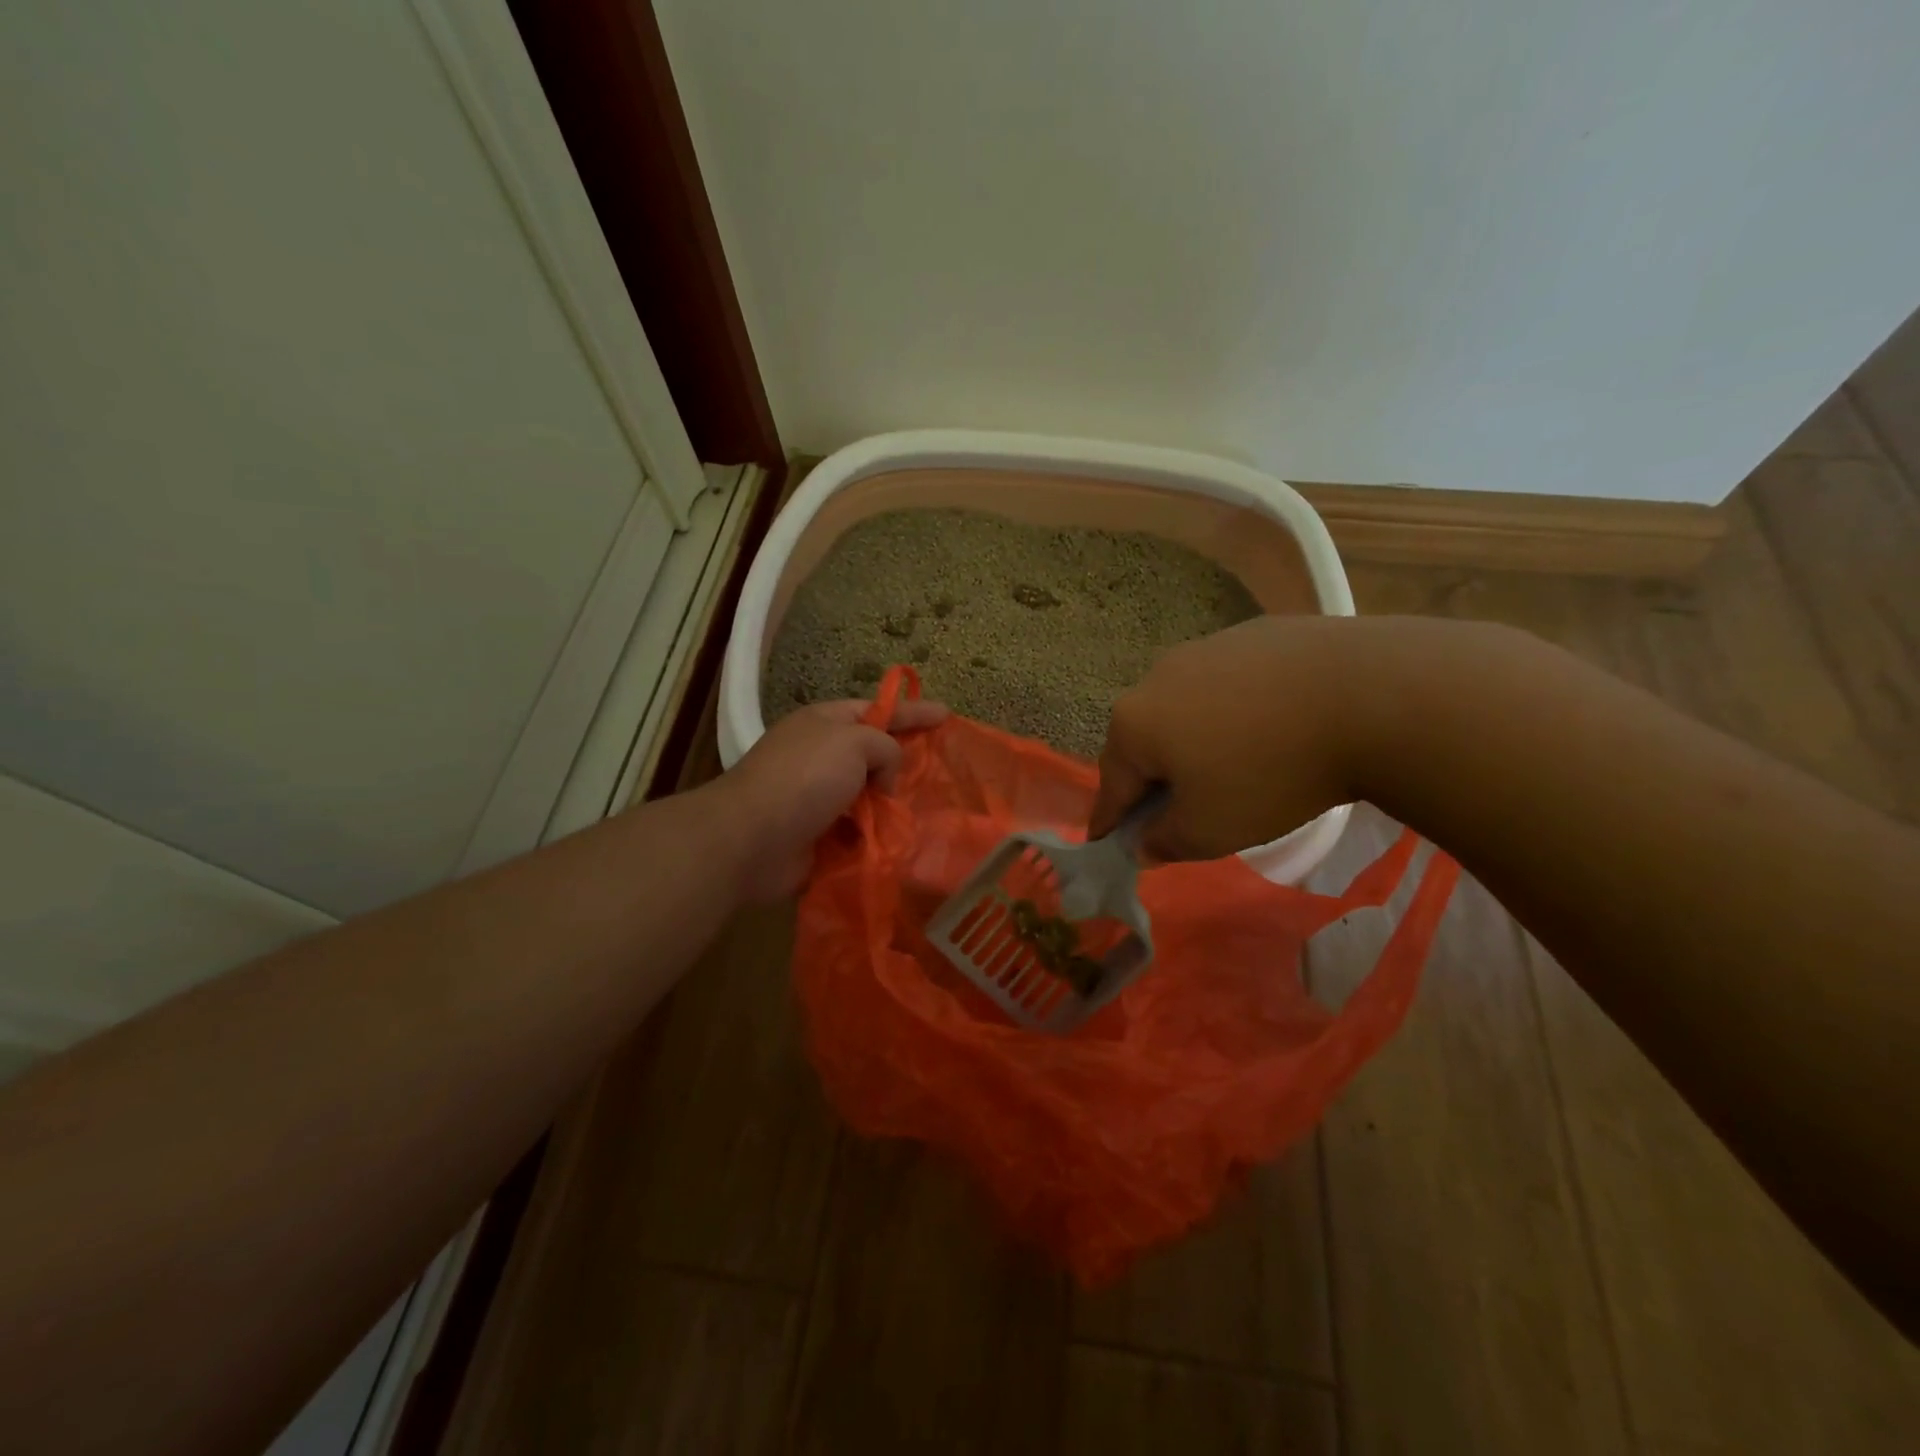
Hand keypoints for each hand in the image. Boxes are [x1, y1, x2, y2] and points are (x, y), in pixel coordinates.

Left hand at [712, 696, 947, 901]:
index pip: (878, 710)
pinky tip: (903, 843)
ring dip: (893, 805)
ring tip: (928, 813)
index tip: (947, 715)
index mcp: (825, 724)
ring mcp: (818, 798)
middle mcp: (821, 757)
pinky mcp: (819, 836)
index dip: (913, 712)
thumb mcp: (854, 742)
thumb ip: (885, 748)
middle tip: (941, 772)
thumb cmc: (805, 778)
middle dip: (905, 763)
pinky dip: (878, 836)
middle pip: (874, 755)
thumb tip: (884, 780)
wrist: (752, 839)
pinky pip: (860, 832)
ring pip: (869, 797)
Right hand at [1089, 615, 1372, 861]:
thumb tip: (1143, 843)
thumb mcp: (1211, 830)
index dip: (1108, 818)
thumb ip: (1165, 841)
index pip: (1111, 783)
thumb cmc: (1270, 773)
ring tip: (1234, 763)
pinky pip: (1230, 681)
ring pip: (1186, 706)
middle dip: (1154, 776)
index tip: (1103, 839)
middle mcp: (1157, 677)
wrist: (1369, 695)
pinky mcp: (1254, 631)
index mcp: (1135, 723)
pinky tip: (1273, 724)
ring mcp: (1206, 647)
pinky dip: (1237, 707)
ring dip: (1194, 737)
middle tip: (1180, 808)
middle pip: (1144, 739)